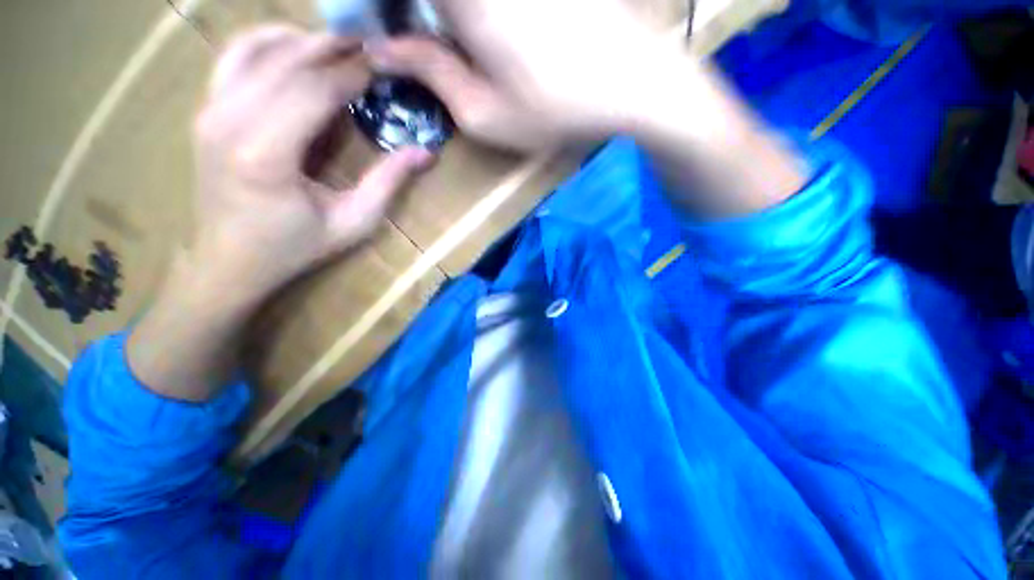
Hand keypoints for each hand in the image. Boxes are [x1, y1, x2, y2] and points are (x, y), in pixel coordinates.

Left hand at [193, 25, 431, 302]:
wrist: (229, 261)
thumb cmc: (295, 247)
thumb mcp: (354, 222)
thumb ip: (388, 183)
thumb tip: (425, 152)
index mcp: (265, 153)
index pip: (314, 89)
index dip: (353, 73)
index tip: (385, 65)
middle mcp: (228, 121)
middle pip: (286, 60)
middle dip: (332, 47)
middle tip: (370, 45)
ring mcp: (209, 111)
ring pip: (254, 47)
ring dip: (300, 39)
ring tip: (338, 45)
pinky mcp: (205, 111)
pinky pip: (233, 59)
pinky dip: (265, 42)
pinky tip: (294, 48)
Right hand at [366, 0, 668, 151]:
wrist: (633, 81)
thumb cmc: (556, 109)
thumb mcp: (483, 114)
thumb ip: (429, 74)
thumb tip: (382, 48)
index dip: (362, 5)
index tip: (355, 27)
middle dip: (392, 10)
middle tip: (388, 33)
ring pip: (449, 1)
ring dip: (427, 15)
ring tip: (418, 32)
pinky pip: (477, 2)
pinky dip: (461, 16)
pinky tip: (457, 24)